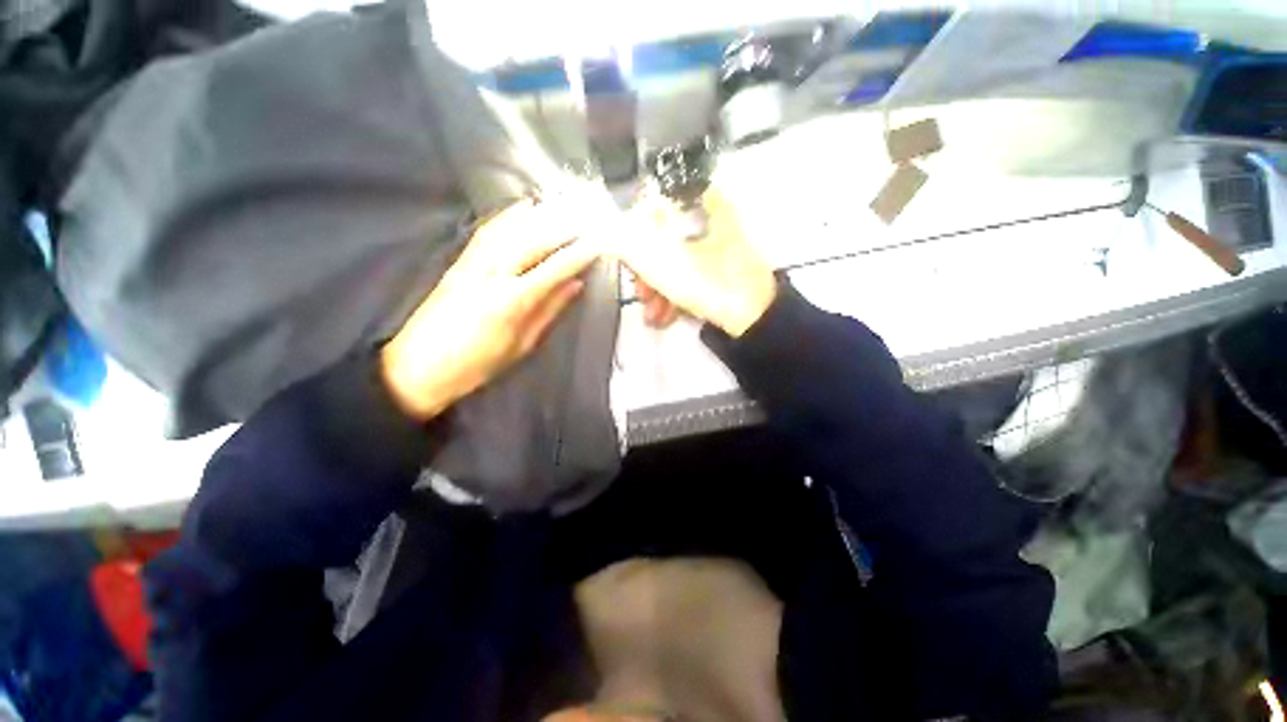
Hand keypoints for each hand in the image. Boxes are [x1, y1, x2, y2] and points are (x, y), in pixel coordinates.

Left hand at [380, 199, 599, 419]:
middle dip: (565, 226)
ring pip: (511, 229)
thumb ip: (549, 311)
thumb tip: (575, 284)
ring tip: (565, 204)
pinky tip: (524, 207)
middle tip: (589, 217)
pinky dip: (509, 216)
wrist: (419, 367)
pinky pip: (488, 231)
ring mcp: (472, 264)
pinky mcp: (459, 261)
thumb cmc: (478, 364)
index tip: (601, 242)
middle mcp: (492, 274)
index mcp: (511, 301)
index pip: (554, 268)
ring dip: (541, 214)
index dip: (580, 253)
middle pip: (534, 241)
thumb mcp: (522, 345)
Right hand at [618, 190, 775, 336]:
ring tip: (652, 313)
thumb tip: (598, 234)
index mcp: (702, 206)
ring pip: (675, 261)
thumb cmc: (710, 283)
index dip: (637, 224)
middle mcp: (710, 221)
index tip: (629, 249)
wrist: (755, 321)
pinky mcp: (719, 273)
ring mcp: (716, 249)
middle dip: (647, 270)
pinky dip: (673, 295)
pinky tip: (663, 316)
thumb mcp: (662, 262)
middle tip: (640, 291)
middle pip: (664, 237)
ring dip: (657, 289)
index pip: (658, 200)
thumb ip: (625, 244)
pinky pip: (689, 277)